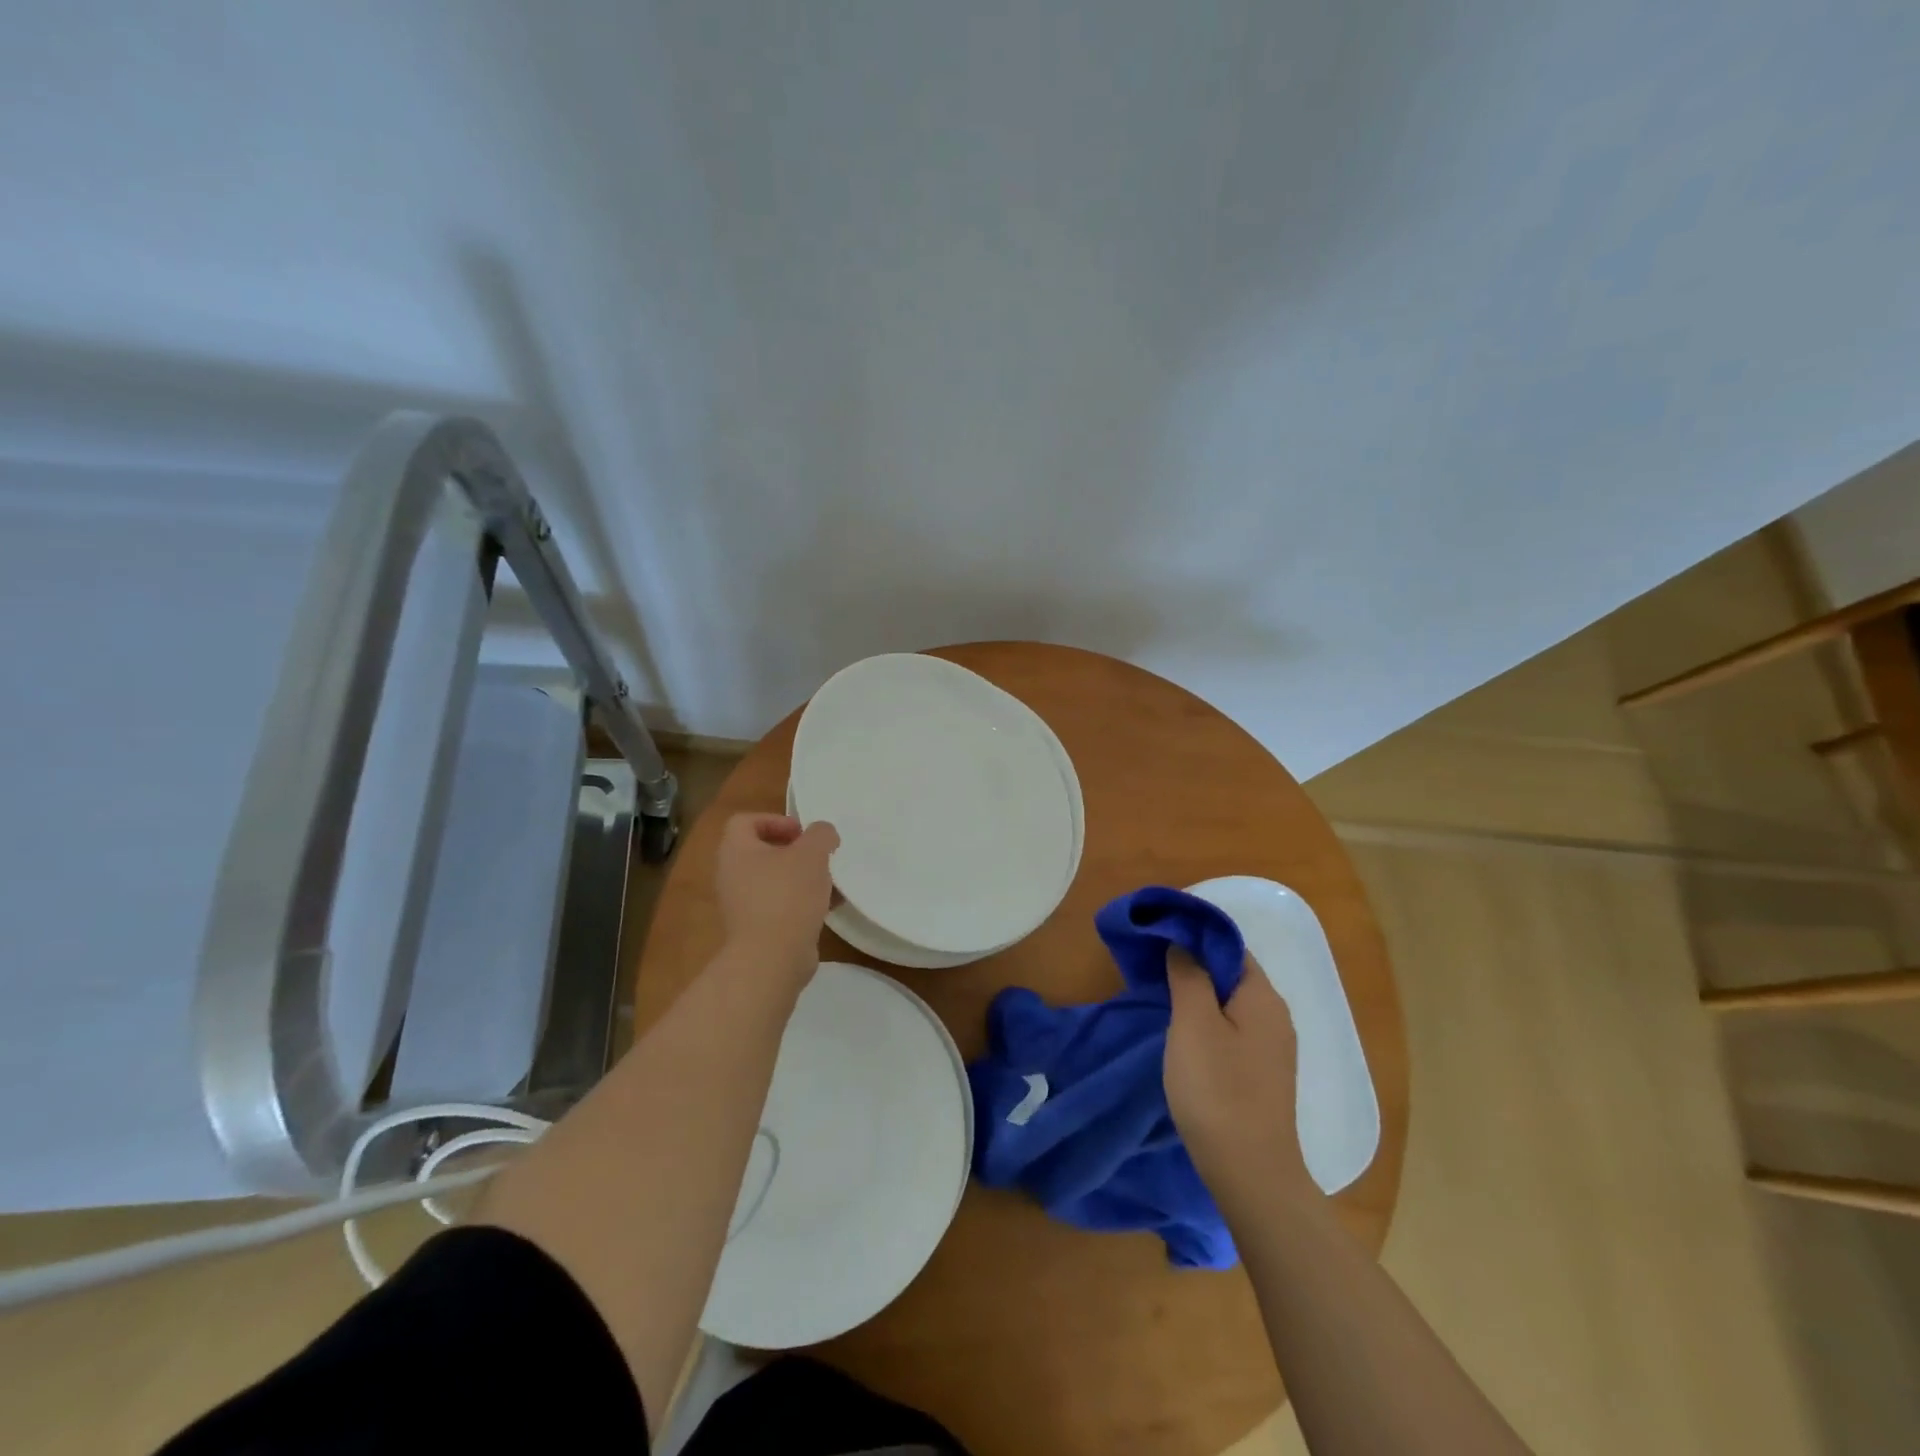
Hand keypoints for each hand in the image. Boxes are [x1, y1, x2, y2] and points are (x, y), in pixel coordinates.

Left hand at [714, 813, 840, 987]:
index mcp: (736, 851)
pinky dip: (800, 902)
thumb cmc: (787, 895)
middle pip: (761, 851)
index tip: (803, 833)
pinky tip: (828, 907)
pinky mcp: (755, 930)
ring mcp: (741, 905)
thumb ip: (821, 834)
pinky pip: (779, 905)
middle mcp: (731, 875)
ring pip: (773, 880)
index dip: (775, 820)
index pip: (745, 821)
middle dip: (794, 851)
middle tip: (818, 856)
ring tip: (829, 882)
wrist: (772, 958)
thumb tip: (823, 834)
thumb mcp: (812, 853)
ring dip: (801, 877)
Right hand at [1164, 947, 1315, 1215]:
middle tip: (1154, 967)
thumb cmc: (1217, 1089)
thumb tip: (1183, 943)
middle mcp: (1276, 1016)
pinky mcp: (1263, 1075)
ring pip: (1231, 1004)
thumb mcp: (1192, 1023)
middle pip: (1232, 974)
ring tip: (1162, 998)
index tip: (1159, 937)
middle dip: (1194, 966)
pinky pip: (1234, 1030)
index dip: (1195, 936)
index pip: (1229, 946)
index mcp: (1263, 996)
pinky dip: (1209, 1022)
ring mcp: (1273, 1048)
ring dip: (1200, 996)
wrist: (1250, 1173)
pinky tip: (1185, 1036)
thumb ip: (1189, 976)